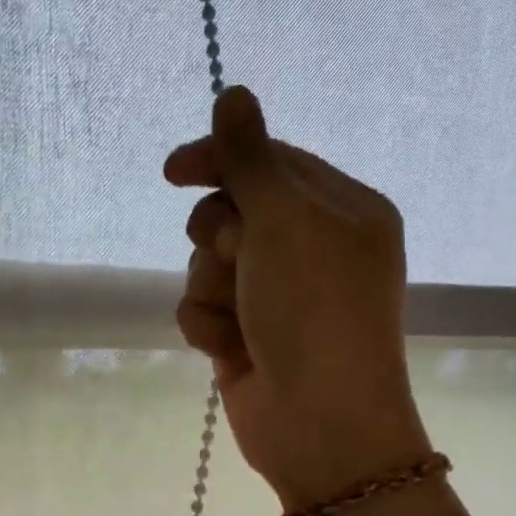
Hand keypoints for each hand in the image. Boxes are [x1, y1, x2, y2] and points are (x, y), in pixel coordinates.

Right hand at [168, 86, 431, 509]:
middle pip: (234, 213)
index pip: (272, 163)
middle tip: (235, 256)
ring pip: (211, 264)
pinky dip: (209, 325)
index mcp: (343, 211)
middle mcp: (314, 250)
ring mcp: (279, 298)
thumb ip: (251, 158)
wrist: (318, 423)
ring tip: (238, 318)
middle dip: (220, 237)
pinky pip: (206, 309)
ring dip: (212, 287)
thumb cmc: (314, 310)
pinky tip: (229, 350)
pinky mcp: (250, 338)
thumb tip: (234, 92)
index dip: (221, 161)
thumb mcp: (285, 220)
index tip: (173, 171)